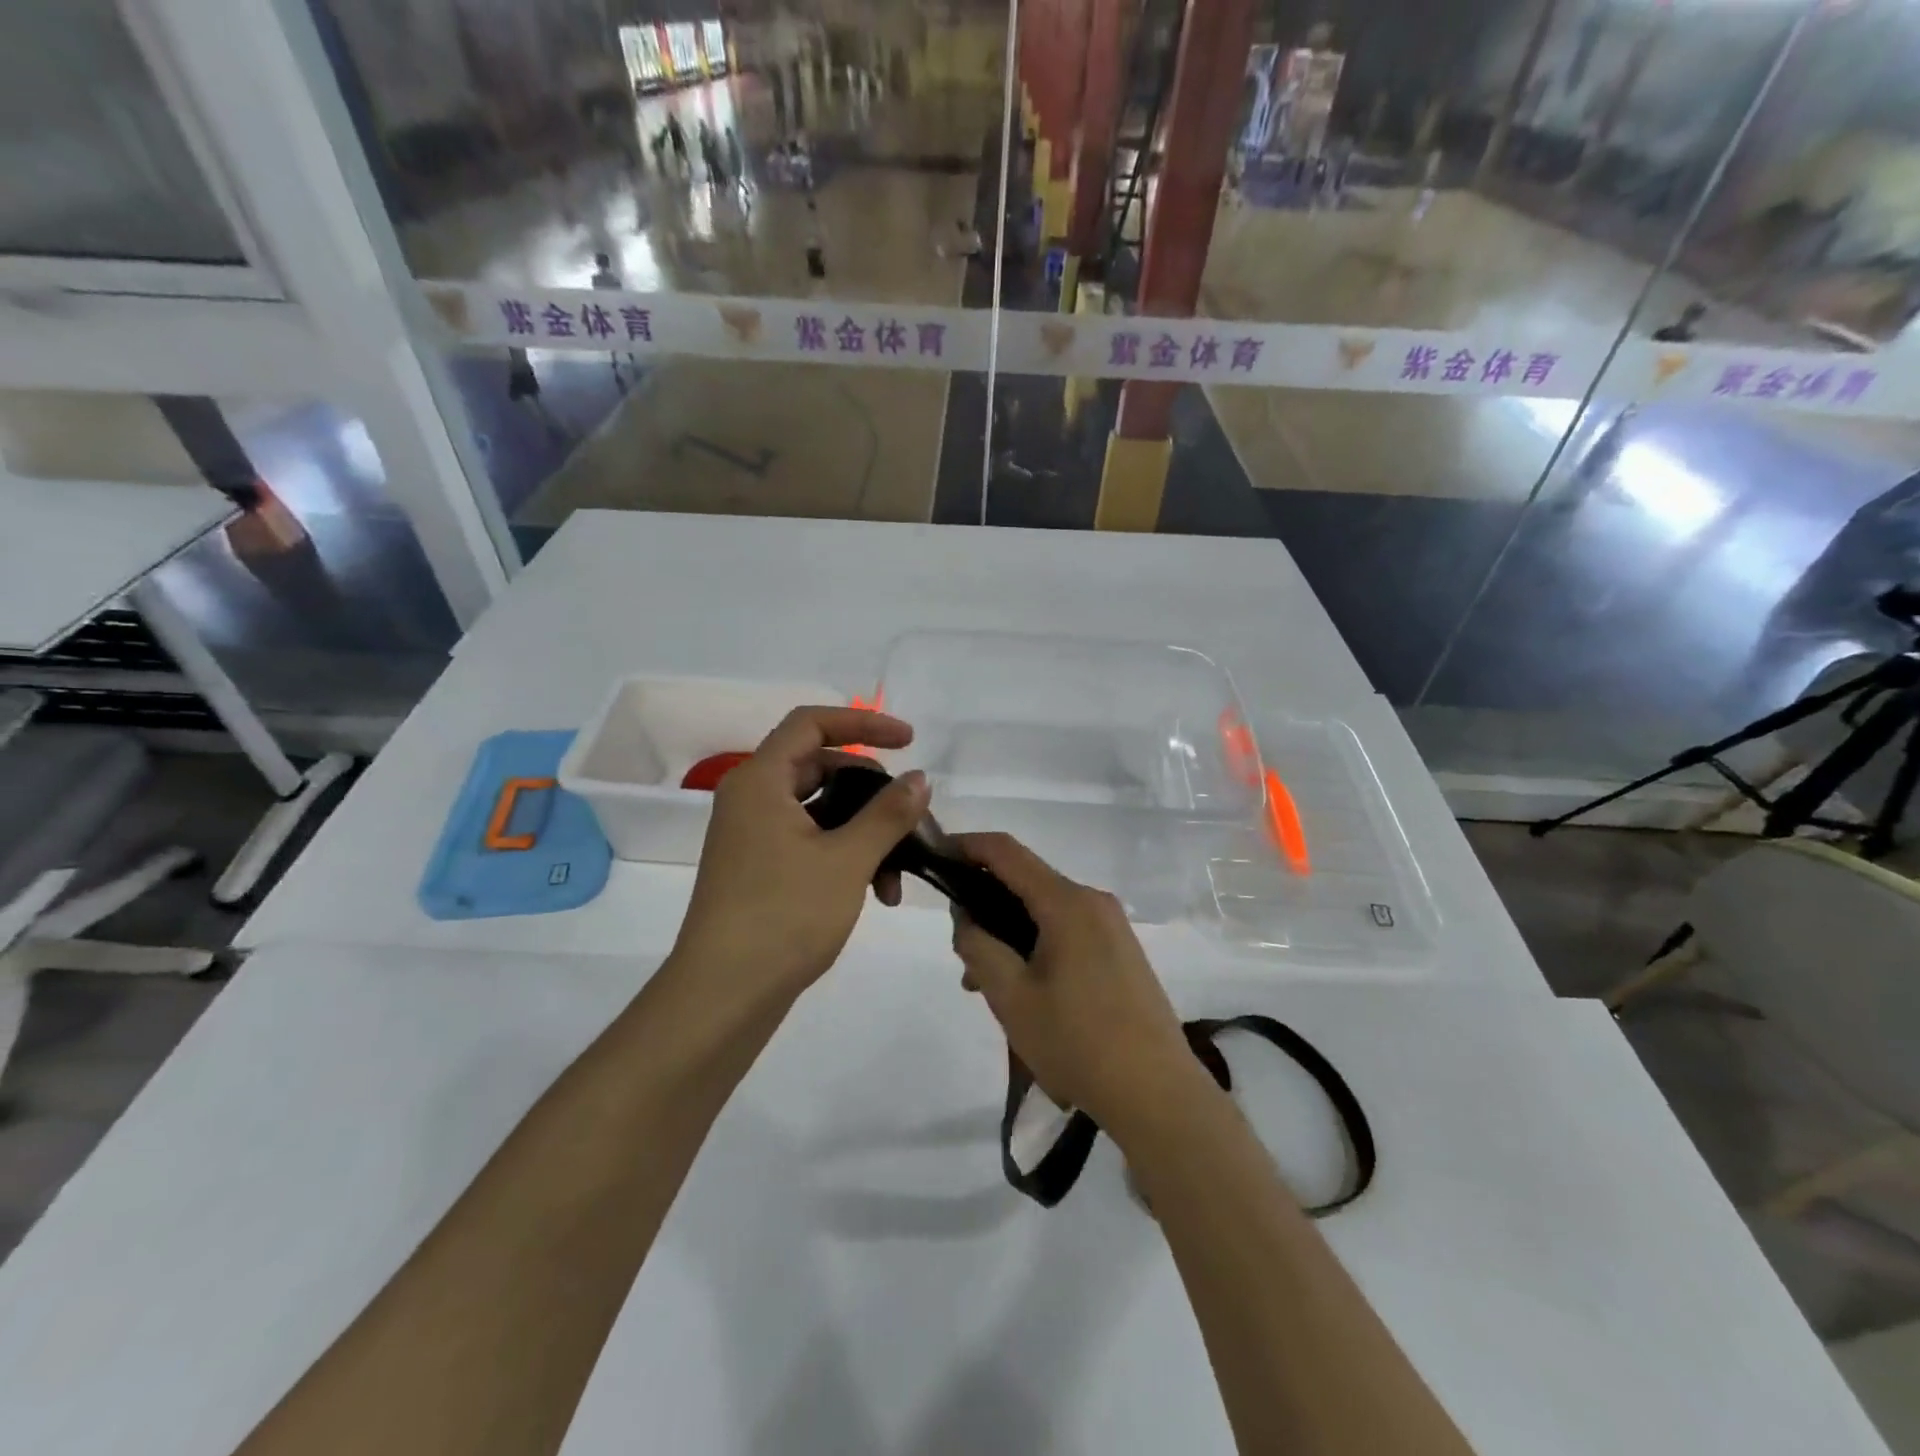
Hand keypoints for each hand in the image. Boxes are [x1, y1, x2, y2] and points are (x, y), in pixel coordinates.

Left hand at [670, 706, 929, 1007]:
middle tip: (910, 815)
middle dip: (871, 790)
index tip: (909, 741)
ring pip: (820, 810)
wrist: (723, 996)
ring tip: (898, 873)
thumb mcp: (847, 860)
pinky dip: (845, 855)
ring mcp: (753, 836)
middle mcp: (751, 799)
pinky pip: (810, 841)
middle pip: (819, 767)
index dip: (863, 723)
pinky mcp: (760, 869)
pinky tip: (878, 892)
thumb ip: (888, 813)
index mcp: (760, 781)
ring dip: (864, 831)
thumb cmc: (784, 916)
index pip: (811, 723)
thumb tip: (920, 778)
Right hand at [949, 833, 1207, 1135]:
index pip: (1006, 851)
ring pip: (1045, 912)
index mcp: (1067, 902)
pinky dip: (1036, 946)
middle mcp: (1093, 901)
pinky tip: (1024, 991)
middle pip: (1026, 883)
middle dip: (985, 905)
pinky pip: (1067, 931)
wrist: (1158, 1094)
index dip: (966, 846)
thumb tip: (965, 915)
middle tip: (960, 951)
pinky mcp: (1121, 951)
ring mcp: (1112, 926)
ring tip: (984, 985)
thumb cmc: (1077, 1042)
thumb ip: (978, 946)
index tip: (936, 859)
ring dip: (1009, 933)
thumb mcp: (1011, 997)